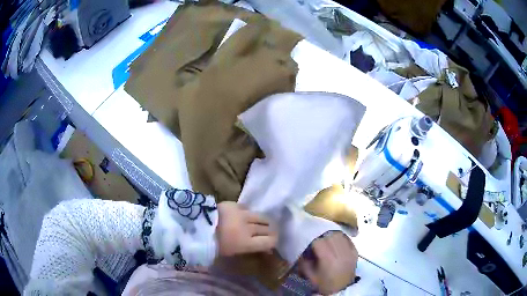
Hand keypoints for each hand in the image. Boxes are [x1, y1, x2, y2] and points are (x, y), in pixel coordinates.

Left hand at [216, 202, 277, 256]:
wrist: (195, 226)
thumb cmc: (213, 245)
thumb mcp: (232, 252)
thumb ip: (250, 249)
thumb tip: (265, 249)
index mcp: (246, 243)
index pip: (270, 241)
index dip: (273, 242)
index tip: (271, 243)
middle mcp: (248, 227)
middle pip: (269, 228)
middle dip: (270, 231)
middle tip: (268, 234)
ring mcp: (242, 214)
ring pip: (262, 216)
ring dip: (264, 221)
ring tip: (261, 224)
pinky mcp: (235, 205)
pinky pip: (248, 209)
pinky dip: (249, 214)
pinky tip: (245, 217)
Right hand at [298, 231, 357, 294]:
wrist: (341, 289)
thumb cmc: (324, 283)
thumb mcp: (310, 275)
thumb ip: (304, 262)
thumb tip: (303, 251)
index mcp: (328, 259)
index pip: (319, 242)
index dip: (312, 241)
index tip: (309, 244)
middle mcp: (340, 253)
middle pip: (330, 236)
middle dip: (321, 237)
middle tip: (317, 241)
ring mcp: (349, 252)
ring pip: (339, 235)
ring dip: (331, 236)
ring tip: (327, 240)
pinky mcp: (355, 252)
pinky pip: (347, 239)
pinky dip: (341, 238)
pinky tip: (336, 242)